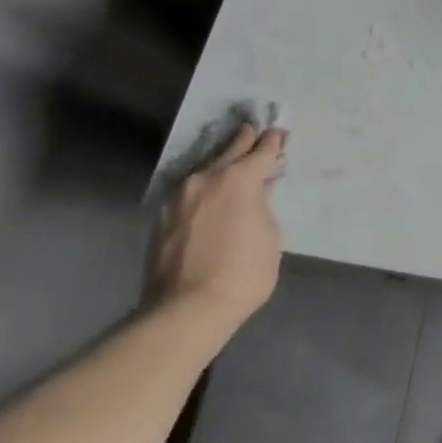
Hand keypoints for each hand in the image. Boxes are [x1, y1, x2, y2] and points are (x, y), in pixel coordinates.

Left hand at [146, 124, 285, 341]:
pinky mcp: (162, 217)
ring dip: (221, 161)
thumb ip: (263, 205)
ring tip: (231, 159)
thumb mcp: (270, 236)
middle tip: (255, 130)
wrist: (184, 312)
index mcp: (240, 177)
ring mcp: (180, 195)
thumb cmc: (242, 273)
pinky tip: (208, 192)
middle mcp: (208, 176)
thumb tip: (255, 194)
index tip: (278, 132)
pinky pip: (189, 189)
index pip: (263, 148)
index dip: (274, 140)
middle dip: (246, 138)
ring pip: (206, 167)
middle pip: (231, 147)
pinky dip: (203, 185)